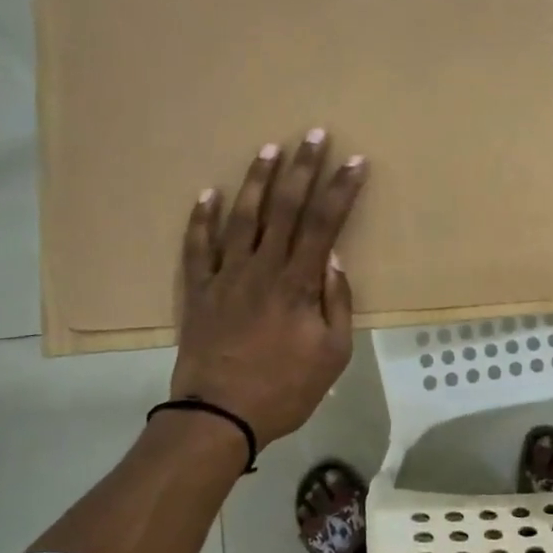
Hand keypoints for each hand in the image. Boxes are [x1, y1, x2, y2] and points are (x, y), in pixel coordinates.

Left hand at [169, 130, 367, 450]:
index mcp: (298, 283)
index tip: (355, 162)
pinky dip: (201, 219)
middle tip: (314, 134)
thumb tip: (333, 260)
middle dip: (304, 168)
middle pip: (286, 208)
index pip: (325, 224)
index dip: (341, 189)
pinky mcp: (199, 291)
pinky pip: (197, 247)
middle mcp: (262, 268)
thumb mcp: (332, 354)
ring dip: (257, 180)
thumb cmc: (284, 389)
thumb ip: (336, 303)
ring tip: (269, 149)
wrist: (218, 417)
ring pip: (242, 217)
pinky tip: (207, 193)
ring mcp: (226, 276)